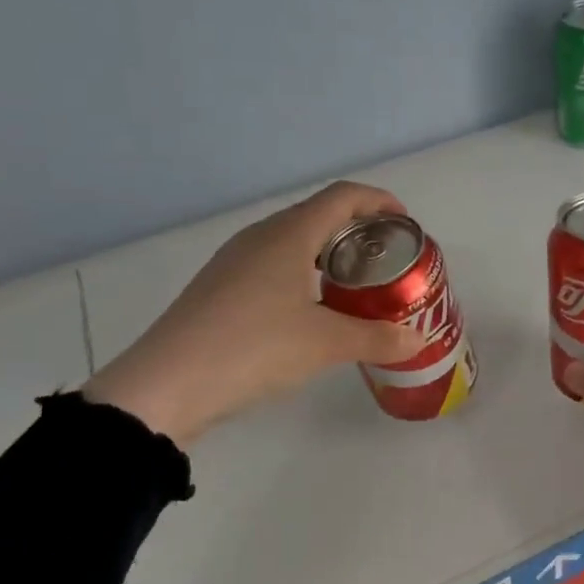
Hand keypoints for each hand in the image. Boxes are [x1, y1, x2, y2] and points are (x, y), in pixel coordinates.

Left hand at [83, 181, 425, 444]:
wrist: (167, 385)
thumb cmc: (254, 347)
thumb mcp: (325, 344)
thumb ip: (376, 338)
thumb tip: (416, 341)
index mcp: (289, 235)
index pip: (343, 197)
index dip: (380, 202)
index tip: (406, 226)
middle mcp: (261, 237)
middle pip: (319, 216)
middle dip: (360, 233)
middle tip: (388, 263)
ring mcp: (236, 262)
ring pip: (295, 243)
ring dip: (331, 256)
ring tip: (358, 288)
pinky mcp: (221, 288)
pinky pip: (274, 266)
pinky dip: (305, 276)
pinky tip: (314, 312)